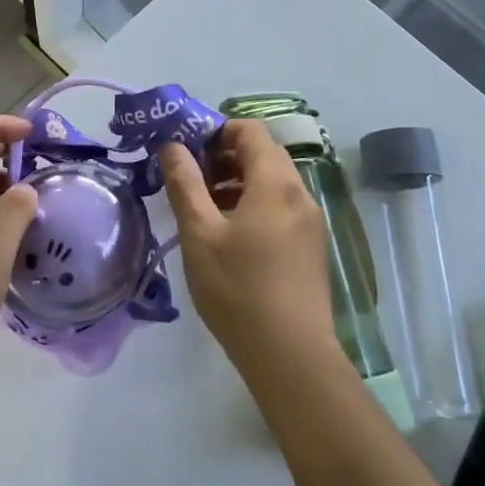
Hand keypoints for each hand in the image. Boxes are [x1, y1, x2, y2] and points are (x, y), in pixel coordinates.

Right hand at [158, 119, 341, 381]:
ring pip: (273, 183)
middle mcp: (300, 193)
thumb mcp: (200, 234)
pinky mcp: (312, 246)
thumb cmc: (238, 289)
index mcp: (275, 183)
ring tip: (203, 207)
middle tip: (189, 178)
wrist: (290, 355)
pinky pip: (281, 207)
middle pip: (263, 154)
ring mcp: (311, 221)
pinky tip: (230, 234)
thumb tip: (172, 146)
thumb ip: (185, 184)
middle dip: (224, 156)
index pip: (250, 130)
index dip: (216, 130)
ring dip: (238, 182)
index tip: (186, 150)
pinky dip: (254, 204)